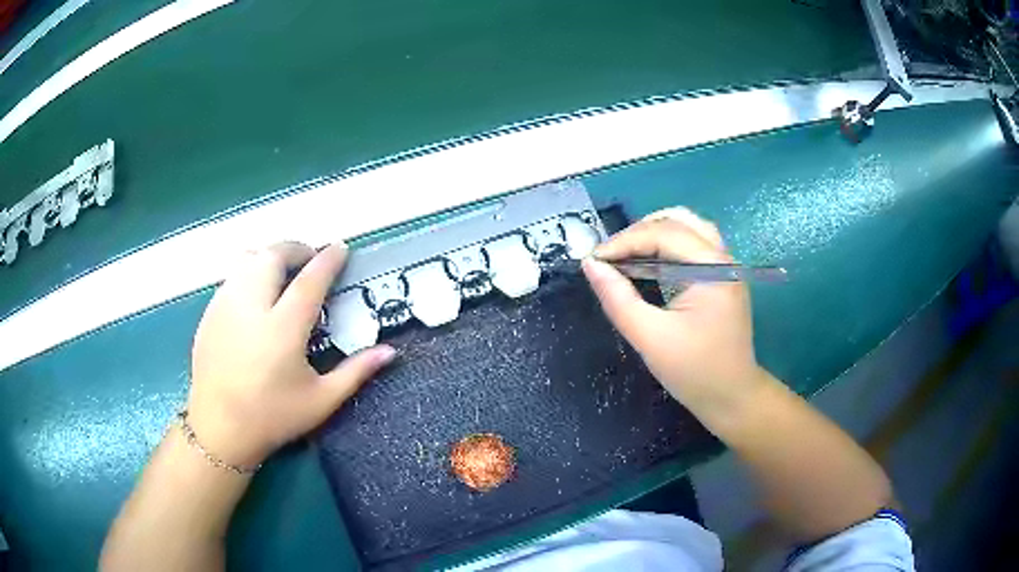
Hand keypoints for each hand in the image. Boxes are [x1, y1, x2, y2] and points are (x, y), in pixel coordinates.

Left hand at [186, 242, 395, 467]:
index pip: (310, 280)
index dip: (328, 259)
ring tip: (283, 272)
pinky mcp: (209, 313)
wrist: (219, 429)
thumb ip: (356, 371)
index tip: (339, 248)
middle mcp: (251, 307)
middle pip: (273, 256)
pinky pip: (232, 276)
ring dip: (270, 256)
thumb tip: (391, 351)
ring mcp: (225, 306)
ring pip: (248, 259)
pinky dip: (250, 273)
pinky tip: (257, 297)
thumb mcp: (321, 400)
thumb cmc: (272, 417)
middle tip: (310, 260)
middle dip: (296, 249)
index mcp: (282, 329)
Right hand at [582, 208, 765, 411]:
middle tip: (610, 258)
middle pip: (678, 221)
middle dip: (639, 233)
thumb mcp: (650, 337)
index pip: (663, 234)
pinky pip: (694, 245)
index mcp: (713, 269)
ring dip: (655, 234)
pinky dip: (668, 246)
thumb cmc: (694, 372)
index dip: (624, 241)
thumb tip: (590, 265)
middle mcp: (723, 258)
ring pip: (688, 228)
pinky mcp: (723, 277)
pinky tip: (650, 264)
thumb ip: (618, 299)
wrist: (732, 397)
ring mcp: (726, 266)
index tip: (593, 260)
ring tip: (627, 256)